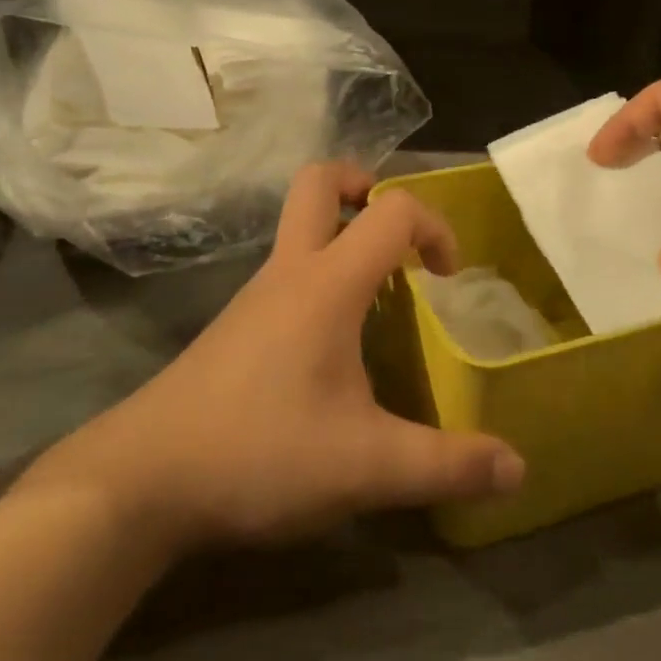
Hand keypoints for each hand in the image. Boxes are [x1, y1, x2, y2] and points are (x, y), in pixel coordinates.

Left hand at [53, 163, 524, 554]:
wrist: (143, 478)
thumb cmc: (259, 452)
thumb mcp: (365, 466)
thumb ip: (445, 464)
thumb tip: (518, 469)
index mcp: (327, 282)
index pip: (391, 210)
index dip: (434, 226)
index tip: (447, 277)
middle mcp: (290, 270)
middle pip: (320, 181)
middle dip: (365, 186)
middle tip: (397, 237)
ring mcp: (256, 293)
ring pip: (299, 226)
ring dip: (343, 236)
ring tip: (380, 298)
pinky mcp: (236, 324)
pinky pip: (287, 270)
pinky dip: (320, 275)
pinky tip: (333, 344)